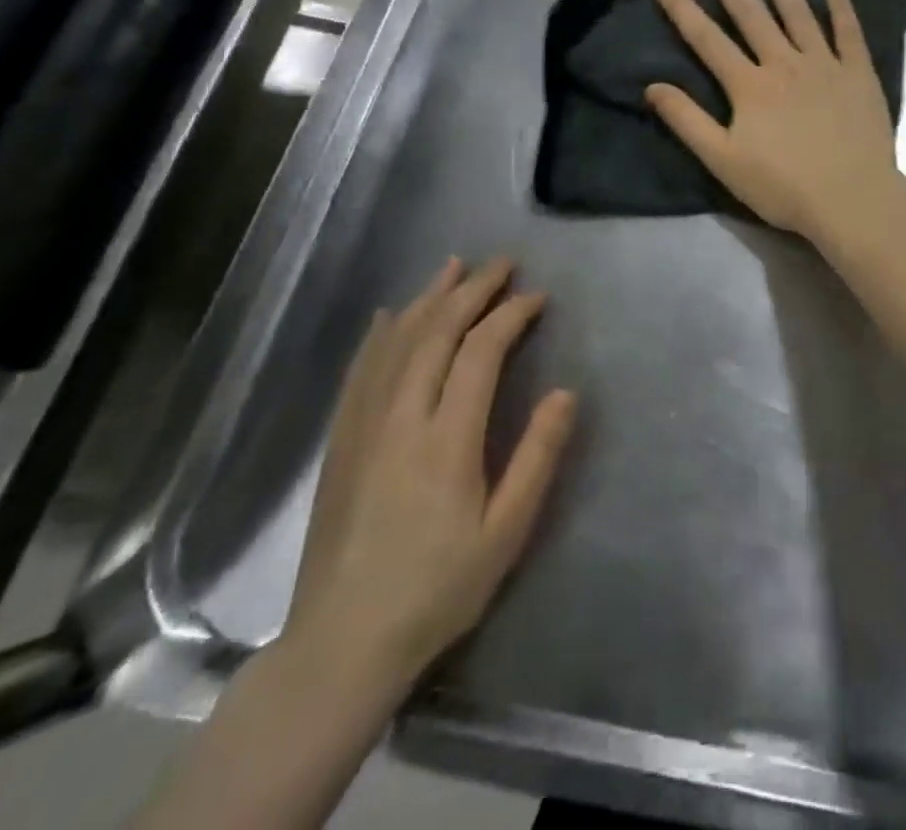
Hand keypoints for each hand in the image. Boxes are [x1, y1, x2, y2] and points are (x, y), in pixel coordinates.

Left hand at [285, 257, 576, 693]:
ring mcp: (363, 427)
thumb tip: (565, 393)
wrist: (343, 643)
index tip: (536, 296)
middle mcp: (401, 418)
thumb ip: (538, 457)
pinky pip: (361, 370)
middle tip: (502, 262)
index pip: (481, 352)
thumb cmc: (438, 588)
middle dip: (473, 290)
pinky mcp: (340, 442)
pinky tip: (390, 316)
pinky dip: (380, 334)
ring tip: (454, 267)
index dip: (510, 315)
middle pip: (437, 333)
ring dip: (428, 298)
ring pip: (397, 342)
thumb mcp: (506, 531)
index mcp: (447, 439)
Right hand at [646, 0, 905, 240]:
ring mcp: (825, 65)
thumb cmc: (783, 187)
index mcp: (749, 86)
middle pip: (751, 15)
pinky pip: (849, 33)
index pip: (708, 40)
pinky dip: (841, 8)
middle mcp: (785, 63)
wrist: (851, 199)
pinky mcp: (858, 74)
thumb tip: (653, 87)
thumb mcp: (723, 161)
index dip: (683, 9)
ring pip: (798, 14)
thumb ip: (688, 122)